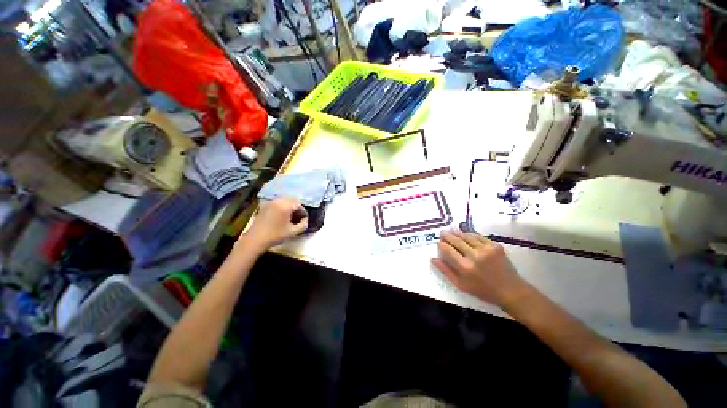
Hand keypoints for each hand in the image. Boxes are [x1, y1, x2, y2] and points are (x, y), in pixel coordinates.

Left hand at [239, 197, 307, 251]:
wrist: (255, 240)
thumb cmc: (276, 235)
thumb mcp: (293, 232)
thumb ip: (303, 225)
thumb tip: (305, 220)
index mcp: (286, 205)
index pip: (299, 204)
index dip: (303, 212)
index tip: (304, 220)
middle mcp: (278, 201)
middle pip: (292, 200)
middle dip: (297, 208)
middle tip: (298, 217)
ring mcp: (270, 203)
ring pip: (284, 200)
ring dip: (289, 207)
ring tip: (290, 217)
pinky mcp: (264, 206)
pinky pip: (277, 203)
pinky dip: (282, 207)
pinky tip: (281, 217)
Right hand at [432, 229, 530, 307]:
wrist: (510, 290)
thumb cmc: (483, 290)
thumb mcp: (461, 285)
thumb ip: (446, 271)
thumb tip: (433, 259)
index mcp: (465, 267)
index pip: (448, 250)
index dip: (442, 245)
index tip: (439, 242)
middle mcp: (475, 256)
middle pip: (456, 241)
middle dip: (448, 236)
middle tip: (442, 232)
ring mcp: (486, 249)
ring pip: (467, 237)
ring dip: (457, 233)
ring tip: (451, 230)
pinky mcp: (495, 246)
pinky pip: (478, 237)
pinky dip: (470, 234)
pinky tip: (465, 234)